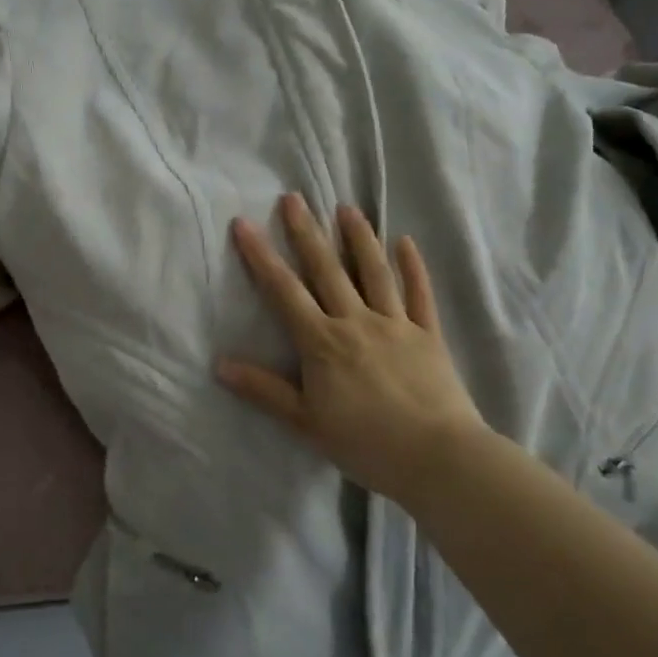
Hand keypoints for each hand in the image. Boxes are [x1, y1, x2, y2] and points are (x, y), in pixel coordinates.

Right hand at [217, 194, 487, 506]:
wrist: (437, 458)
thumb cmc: (365, 444)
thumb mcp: (305, 422)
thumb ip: (264, 391)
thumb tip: (220, 364)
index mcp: (322, 343)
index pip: (284, 291)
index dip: (261, 256)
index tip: (244, 224)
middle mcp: (356, 322)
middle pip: (327, 270)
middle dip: (306, 232)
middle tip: (294, 198)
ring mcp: (396, 324)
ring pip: (374, 272)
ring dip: (359, 237)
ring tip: (347, 208)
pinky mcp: (428, 334)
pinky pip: (419, 294)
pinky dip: (413, 267)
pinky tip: (407, 242)